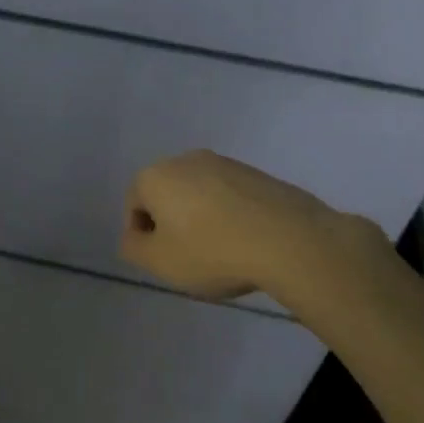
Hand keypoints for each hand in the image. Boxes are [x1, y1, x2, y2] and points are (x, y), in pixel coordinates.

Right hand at [119, 150, 393, 304]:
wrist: (289, 239)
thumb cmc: (212, 251)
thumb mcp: (160, 262)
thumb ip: (134, 248)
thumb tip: (134, 236)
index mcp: (155, 175)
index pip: (134, 205)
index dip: (143, 237)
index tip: (163, 262)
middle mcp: (185, 159)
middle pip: (166, 195)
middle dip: (172, 223)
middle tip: (188, 257)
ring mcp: (224, 162)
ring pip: (199, 194)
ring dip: (201, 218)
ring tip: (221, 252)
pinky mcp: (256, 173)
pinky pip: (229, 196)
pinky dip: (229, 215)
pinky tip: (245, 242)